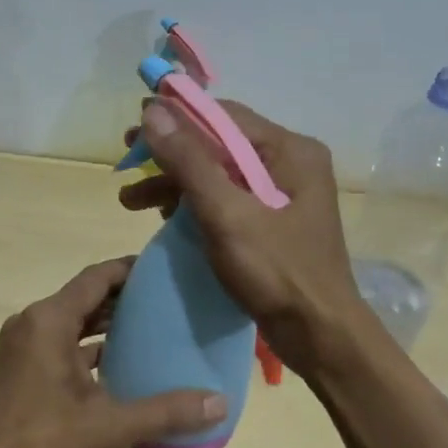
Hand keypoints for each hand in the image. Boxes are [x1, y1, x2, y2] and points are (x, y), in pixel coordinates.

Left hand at [0, 259, 226, 447]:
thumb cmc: (43, 444)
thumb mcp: (110, 427)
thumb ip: (165, 411)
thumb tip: (219, 402)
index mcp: (49, 320)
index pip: (96, 278)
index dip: (128, 270)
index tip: (161, 269)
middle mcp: (31, 324)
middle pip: (83, 299)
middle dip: (121, 300)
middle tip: (164, 304)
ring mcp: (19, 350)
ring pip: (69, 326)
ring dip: (103, 328)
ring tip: (147, 334)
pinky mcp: (16, 374)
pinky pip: (57, 348)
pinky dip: (85, 352)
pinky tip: (115, 371)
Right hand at [118, 100, 367, 377]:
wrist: (319, 336)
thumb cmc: (277, 271)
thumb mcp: (226, 213)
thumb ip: (189, 161)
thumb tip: (153, 110)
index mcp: (290, 150)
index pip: (224, 116)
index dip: (176, 118)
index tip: (134, 131)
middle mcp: (290, 163)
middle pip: (219, 143)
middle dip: (171, 154)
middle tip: (128, 160)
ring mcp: (282, 193)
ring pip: (218, 173)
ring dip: (175, 182)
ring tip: (130, 200)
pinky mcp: (272, 221)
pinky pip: (226, 198)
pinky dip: (194, 204)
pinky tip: (164, 216)